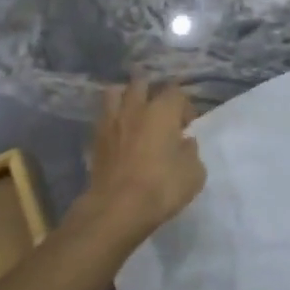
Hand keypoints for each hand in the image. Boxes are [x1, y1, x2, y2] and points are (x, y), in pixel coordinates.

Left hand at [77, 75, 205, 242]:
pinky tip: (118, 132)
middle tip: (160, 112)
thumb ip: (191, 152)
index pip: (175, 92)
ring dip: (125, 97)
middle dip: (152, 92)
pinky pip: (103, 116)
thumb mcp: (193, 174)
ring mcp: (111, 121)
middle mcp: (135, 108)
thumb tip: (184, 142)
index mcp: (162, 112)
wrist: (117, 206)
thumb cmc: (161, 187)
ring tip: (133, 113)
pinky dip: (111, 118)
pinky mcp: (95, 138)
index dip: (184, 106)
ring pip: (115, 93)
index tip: (187, 125)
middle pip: (141, 83)